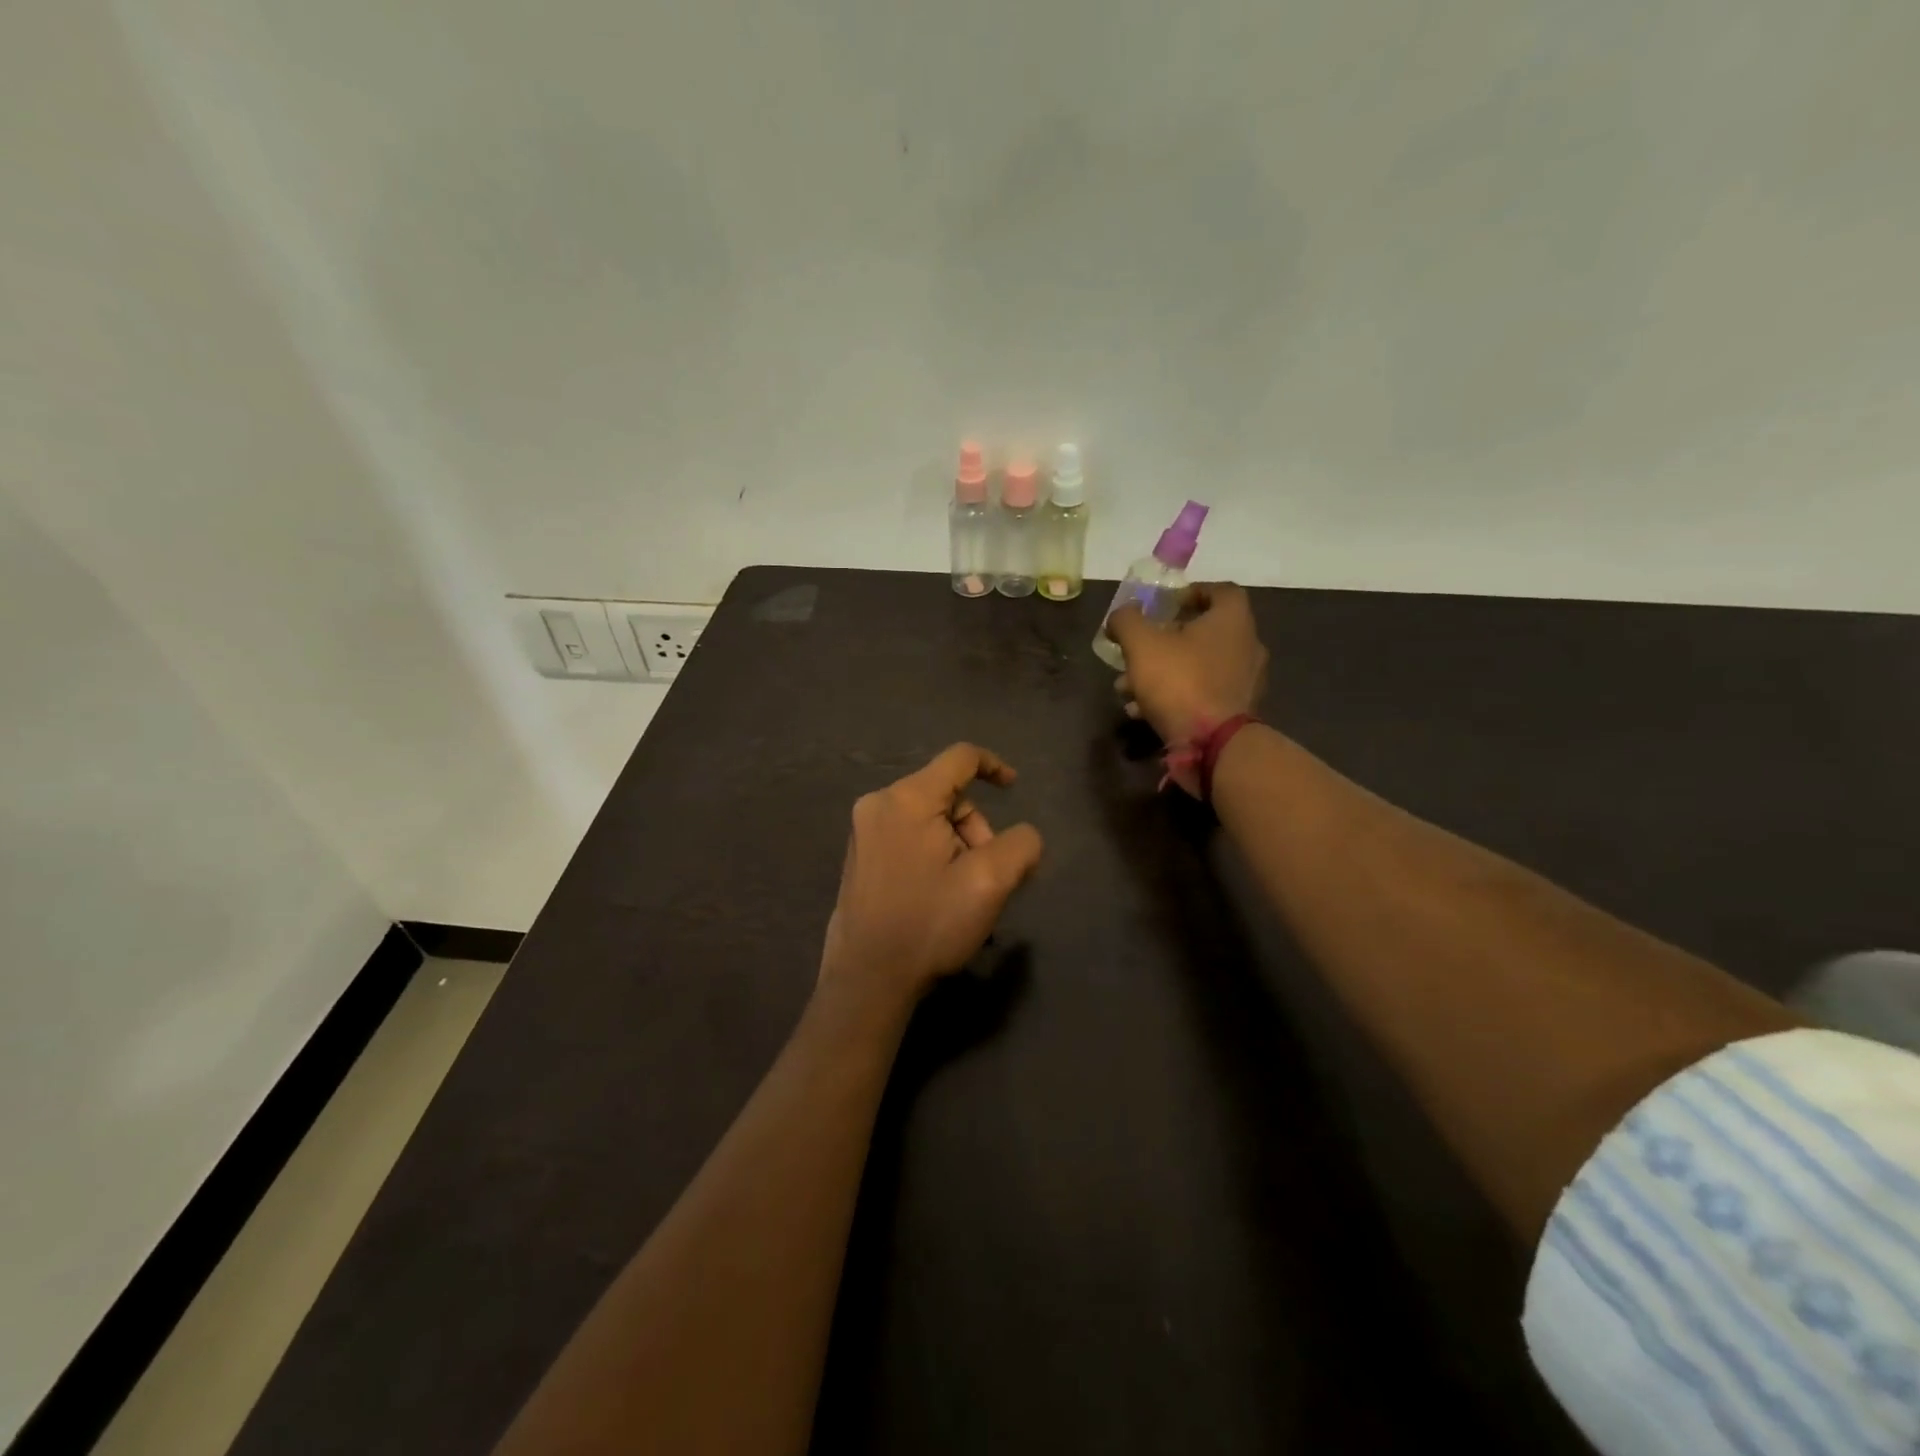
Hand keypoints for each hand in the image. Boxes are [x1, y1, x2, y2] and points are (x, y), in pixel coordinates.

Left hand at [818, 744, 1043, 1011]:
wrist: (867, 979)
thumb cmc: (929, 924)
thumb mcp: (990, 883)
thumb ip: (1021, 845)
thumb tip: (1022, 836)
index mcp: (908, 798)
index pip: (961, 757)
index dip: (995, 766)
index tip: (1016, 788)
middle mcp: (879, 803)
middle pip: (947, 795)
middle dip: (975, 829)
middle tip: (987, 876)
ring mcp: (864, 831)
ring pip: (930, 819)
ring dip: (957, 847)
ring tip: (963, 894)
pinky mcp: (859, 856)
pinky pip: (909, 837)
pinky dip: (934, 855)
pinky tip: (940, 897)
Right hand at [1108, 583, 1268, 744]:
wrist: (1214, 743)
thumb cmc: (1181, 682)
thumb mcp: (1141, 644)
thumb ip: (1127, 621)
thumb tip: (1121, 615)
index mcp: (1232, 620)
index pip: (1220, 591)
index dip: (1191, 592)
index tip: (1165, 604)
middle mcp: (1247, 645)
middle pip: (1204, 632)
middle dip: (1164, 640)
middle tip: (1138, 650)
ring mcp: (1246, 681)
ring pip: (1199, 666)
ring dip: (1164, 672)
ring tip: (1129, 688)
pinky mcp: (1237, 711)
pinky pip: (1202, 694)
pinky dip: (1175, 697)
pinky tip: (1143, 711)